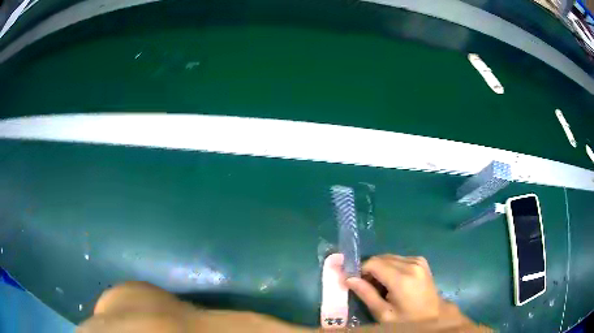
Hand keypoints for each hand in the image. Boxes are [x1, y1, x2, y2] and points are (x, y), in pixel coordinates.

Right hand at [345, 254, 440, 322]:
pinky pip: (398, 259)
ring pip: (389, 257)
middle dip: (369, 269)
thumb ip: (366, 294)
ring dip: (379, 268)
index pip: (373, 263)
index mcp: (402, 278)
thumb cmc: (407, 319)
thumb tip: (348, 278)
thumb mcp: (383, 313)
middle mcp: (411, 264)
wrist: (434, 315)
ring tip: (379, 285)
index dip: (360, 270)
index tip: (353, 281)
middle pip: (380, 258)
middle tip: (365, 285)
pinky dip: (390, 267)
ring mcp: (418, 260)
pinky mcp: (421, 261)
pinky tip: (391, 281)